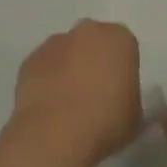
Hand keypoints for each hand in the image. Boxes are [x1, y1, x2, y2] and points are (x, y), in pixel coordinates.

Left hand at [8, 19, 143, 166]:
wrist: (55, 134)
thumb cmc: (106, 122)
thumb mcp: (136, 116)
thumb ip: (130, 98)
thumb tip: (120, 100)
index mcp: (119, 39)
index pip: (125, 48)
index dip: (122, 70)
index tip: (119, 92)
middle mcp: (87, 31)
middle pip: (93, 42)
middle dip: (94, 61)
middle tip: (95, 94)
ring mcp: (55, 43)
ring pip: (66, 52)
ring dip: (68, 68)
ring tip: (68, 104)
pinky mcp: (30, 59)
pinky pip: (44, 67)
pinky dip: (47, 80)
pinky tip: (49, 106)